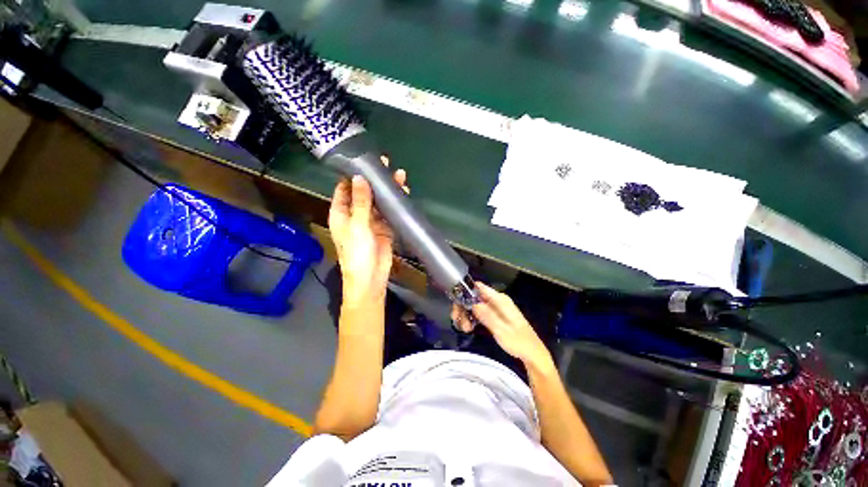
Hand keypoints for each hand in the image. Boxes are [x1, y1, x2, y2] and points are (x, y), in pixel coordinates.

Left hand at [328, 157, 407, 306]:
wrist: (371, 278)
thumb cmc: (357, 253)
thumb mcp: (357, 226)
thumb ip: (361, 202)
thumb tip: (359, 177)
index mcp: (341, 213)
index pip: (344, 188)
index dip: (352, 174)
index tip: (363, 159)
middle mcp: (355, 214)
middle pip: (364, 193)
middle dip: (374, 180)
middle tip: (385, 164)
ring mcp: (371, 221)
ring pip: (379, 201)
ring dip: (387, 190)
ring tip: (399, 176)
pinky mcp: (385, 228)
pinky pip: (389, 212)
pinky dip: (395, 204)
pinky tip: (403, 193)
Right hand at [452, 283, 553, 371]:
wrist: (532, 354)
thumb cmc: (519, 342)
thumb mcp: (502, 330)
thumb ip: (487, 316)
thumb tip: (472, 304)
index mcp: (500, 300)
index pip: (478, 287)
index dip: (465, 292)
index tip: (456, 304)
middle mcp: (496, 301)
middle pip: (473, 297)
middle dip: (463, 307)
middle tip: (457, 321)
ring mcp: (495, 308)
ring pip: (473, 305)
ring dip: (466, 315)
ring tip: (464, 329)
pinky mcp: (493, 316)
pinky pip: (478, 313)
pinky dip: (471, 319)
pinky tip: (468, 328)